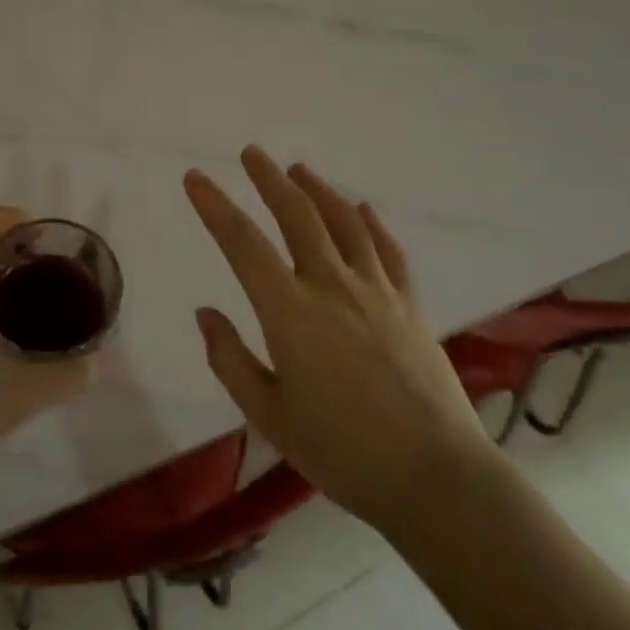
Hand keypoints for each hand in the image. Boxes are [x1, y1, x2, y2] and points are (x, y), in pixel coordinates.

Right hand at [184, 147, 491, 537]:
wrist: (434, 476)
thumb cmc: (341, 451)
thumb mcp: (269, 415)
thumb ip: (231, 360)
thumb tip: (205, 313)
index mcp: (290, 312)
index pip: (243, 244)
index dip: (215, 206)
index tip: (195, 178)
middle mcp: (332, 287)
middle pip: (297, 216)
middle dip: (269, 180)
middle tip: (251, 153)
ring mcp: (376, 292)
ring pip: (344, 224)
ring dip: (318, 191)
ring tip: (299, 169)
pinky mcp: (409, 306)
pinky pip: (388, 251)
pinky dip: (372, 224)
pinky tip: (363, 209)